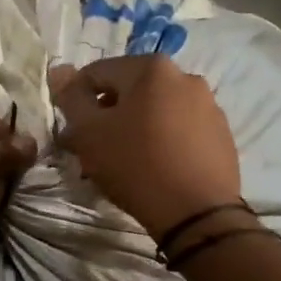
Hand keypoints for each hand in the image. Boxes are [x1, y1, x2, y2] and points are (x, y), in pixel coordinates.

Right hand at [49, 56, 240, 238]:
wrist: (197, 212)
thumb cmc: (135, 165)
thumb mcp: (89, 133)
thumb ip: (71, 99)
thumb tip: (60, 71)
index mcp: (151, 68)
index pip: (96, 73)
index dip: (76, 102)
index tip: (73, 133)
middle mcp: (184, 76)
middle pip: (129, 91)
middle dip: (107, 117)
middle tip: (95, 151)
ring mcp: (208, 105)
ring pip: (155, 111)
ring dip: (134, 129)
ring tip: (125, 163)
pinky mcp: (220, 134)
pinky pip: (179, 130)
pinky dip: (162, 142)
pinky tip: (155, 169)